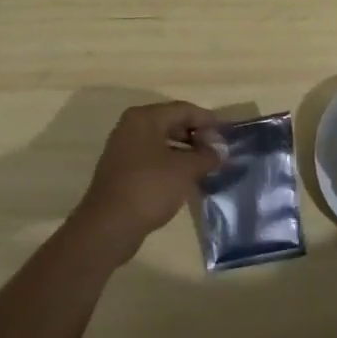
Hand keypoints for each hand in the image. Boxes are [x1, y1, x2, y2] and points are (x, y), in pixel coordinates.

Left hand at [71, 102, 224, 263]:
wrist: (107, 228)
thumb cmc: (149, 188)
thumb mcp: (185, 170)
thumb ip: (206, 155)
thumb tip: (221, 150)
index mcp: (144, 118)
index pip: (183, 110)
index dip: (208, 120)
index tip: (228, 133)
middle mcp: (131, 128)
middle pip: (172, 123)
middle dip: (197, 136)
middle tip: (218, 151)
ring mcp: (124, 150)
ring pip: (162, 142)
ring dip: (185, 151)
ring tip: (206, 165)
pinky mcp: (122, 171)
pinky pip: (152, 159)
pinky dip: (171, 164)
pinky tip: (186, 179)